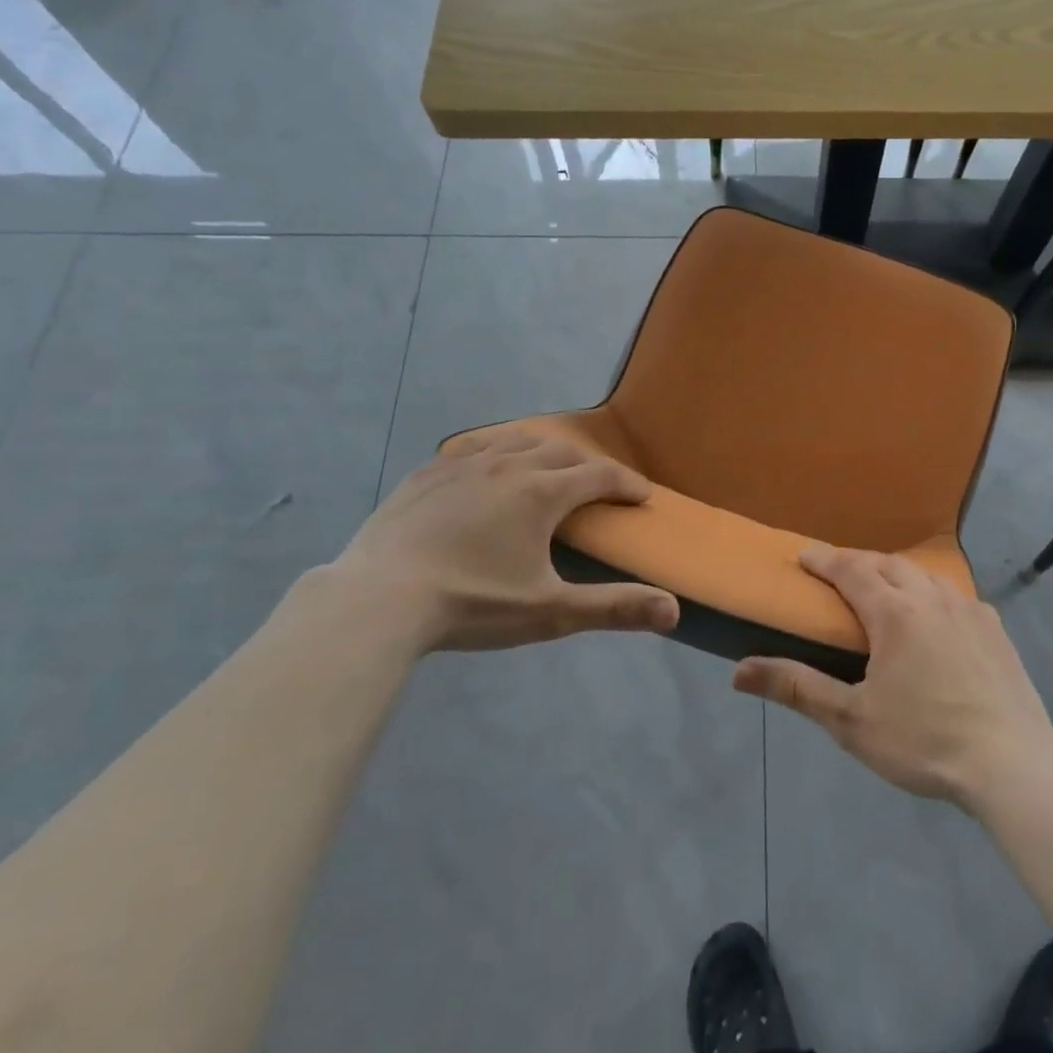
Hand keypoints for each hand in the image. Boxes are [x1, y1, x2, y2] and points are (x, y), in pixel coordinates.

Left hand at [323, 425, 678, 651]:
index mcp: (542, 492)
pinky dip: (498, 450)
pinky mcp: (429, 471)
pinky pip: (474, 446)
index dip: (627, 484)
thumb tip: (674, 610)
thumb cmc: (472, 604)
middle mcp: (510, 464)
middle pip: (563, 450)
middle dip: (589, 465)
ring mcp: (464, 463)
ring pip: (518, 439)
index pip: (600, 476)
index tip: (642, 496)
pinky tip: (490, 467)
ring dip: (545, 449)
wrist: (378, 599)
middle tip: (599, 487)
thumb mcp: (549, 613)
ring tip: (550, 467)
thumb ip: (614, 608)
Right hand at [733, 545, 1052, 804]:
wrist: (1012, 764)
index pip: (850, 570)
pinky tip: (934, 617)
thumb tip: (739, 670)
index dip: (824, 560)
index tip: (803, 555)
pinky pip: (954, 595)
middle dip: (859, 562)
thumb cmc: (924, 740)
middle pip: (888, 563)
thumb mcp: (851, 720)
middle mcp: (931, 597)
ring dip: (896, 574)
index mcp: (894, 612)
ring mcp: (969, 609)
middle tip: (838, 575)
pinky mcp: (995, 629)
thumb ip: (796, 688)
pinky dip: (931, 594)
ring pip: (924, 575)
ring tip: (883, 591)